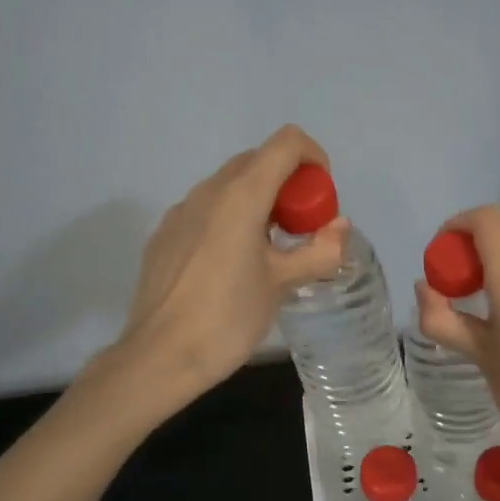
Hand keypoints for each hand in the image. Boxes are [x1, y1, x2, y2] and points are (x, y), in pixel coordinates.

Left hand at [109, 125, 348, 411]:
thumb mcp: (283, 285)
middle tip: (301, 230)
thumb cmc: (227, 318)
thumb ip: (319, 250)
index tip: (320, 200)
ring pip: (229, 186)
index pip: (286, 143)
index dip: (313, 158)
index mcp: (241, 195)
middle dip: (288, 184)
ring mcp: (180, 211)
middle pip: (257, 161)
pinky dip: (229, 219)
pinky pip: (205, 210)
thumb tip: (340, 228)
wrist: (159, 357)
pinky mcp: (164, 235)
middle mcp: (207, 191)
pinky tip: (230, 266)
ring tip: (268, 252)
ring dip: (259, 202)